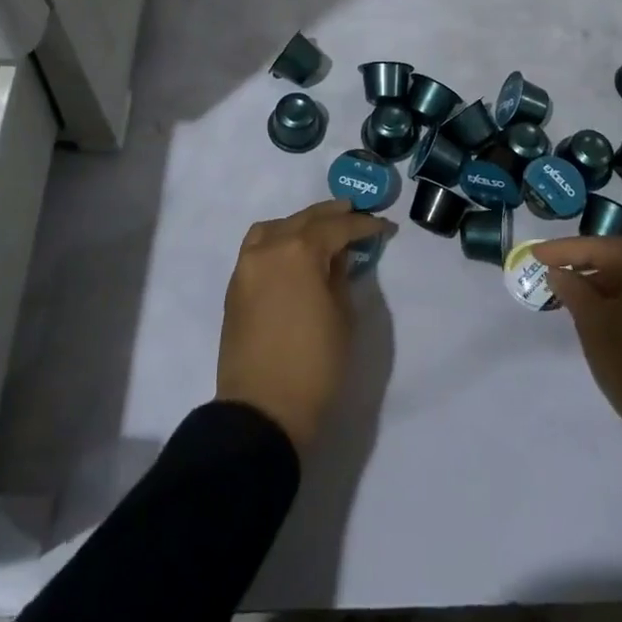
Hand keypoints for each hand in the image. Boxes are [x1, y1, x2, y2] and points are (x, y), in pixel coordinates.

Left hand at [216, 200, 393, 450]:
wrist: (263, 411)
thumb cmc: (315, 365)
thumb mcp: (342, 316)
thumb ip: (339, 276)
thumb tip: (336, 257)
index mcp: (300, 251)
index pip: (338, 227)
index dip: (364, 225)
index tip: (385, 226)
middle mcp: (269, 247)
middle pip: (305, 219)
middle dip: (332, 215)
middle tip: (355, 211)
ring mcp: (247, 265)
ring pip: (276, 227)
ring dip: (301, 223)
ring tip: (322, 228)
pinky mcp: (236, 285)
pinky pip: (258, 246)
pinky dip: (277, 239)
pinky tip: (292, 250)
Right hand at [533, 235, 621, 449]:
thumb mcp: (592, 322)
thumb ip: (572, 289)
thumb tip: (558, 273)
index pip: (603, 247)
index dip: (566, 250)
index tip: (536, 254)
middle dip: (591, 262)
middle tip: (560, 270)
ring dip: (611, 282)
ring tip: (580, 294)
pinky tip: (609, 312)